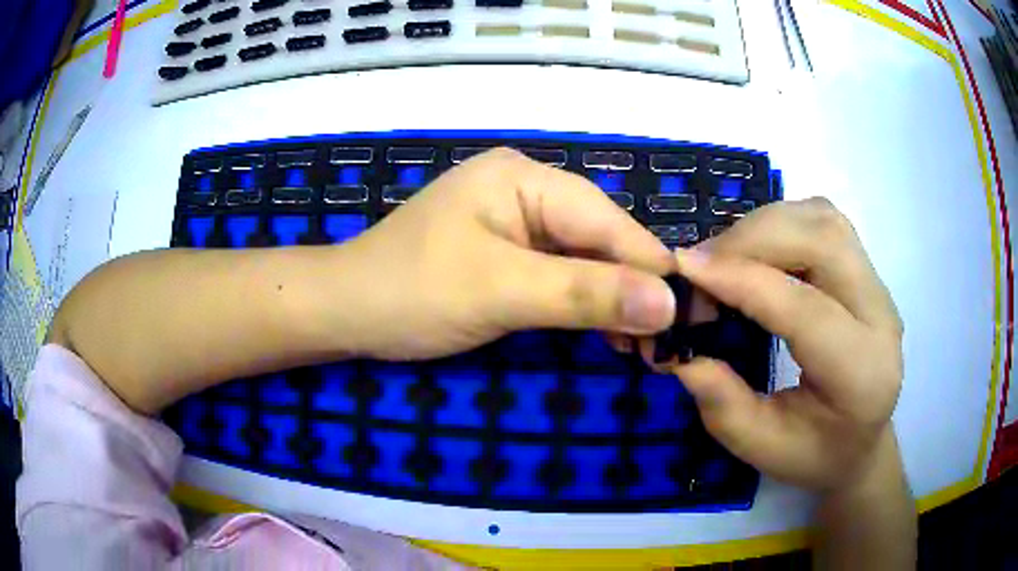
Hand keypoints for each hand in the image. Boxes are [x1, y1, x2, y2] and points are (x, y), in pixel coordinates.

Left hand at [335, 148, 676, 360]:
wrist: (346, 311)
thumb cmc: (412, 293)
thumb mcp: (501, 292)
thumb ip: (585, 294)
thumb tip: (668, 304)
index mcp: (524, 178)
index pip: (607, 221)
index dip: (652, 268)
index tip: (692, 313)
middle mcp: (526, 189)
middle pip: (599, 237)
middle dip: (634, 288)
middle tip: (671, 340)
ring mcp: (516, 220)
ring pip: (584, 258)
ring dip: (614, 300)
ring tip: (646, 345)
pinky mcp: (508, 251)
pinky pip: (560, 273)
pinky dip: (585, 303)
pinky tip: (609, 332)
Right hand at [667, 198, 904, 491]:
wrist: (862, 441)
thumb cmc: (815, 454)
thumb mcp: (762, 447)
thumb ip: (721, 403)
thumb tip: (677, 350)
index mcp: (861, 374)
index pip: (805, 309)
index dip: (743, 281)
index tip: (685, 268)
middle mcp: (880, 316)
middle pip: (822, 241)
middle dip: (753, 239)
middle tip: (701, 262)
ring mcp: (879, 285)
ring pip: (823, 219)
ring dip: (766, 225)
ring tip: (725, 256)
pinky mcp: (867, 270)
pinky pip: (823, 220)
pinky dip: (781, 223)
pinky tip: (758, 250)